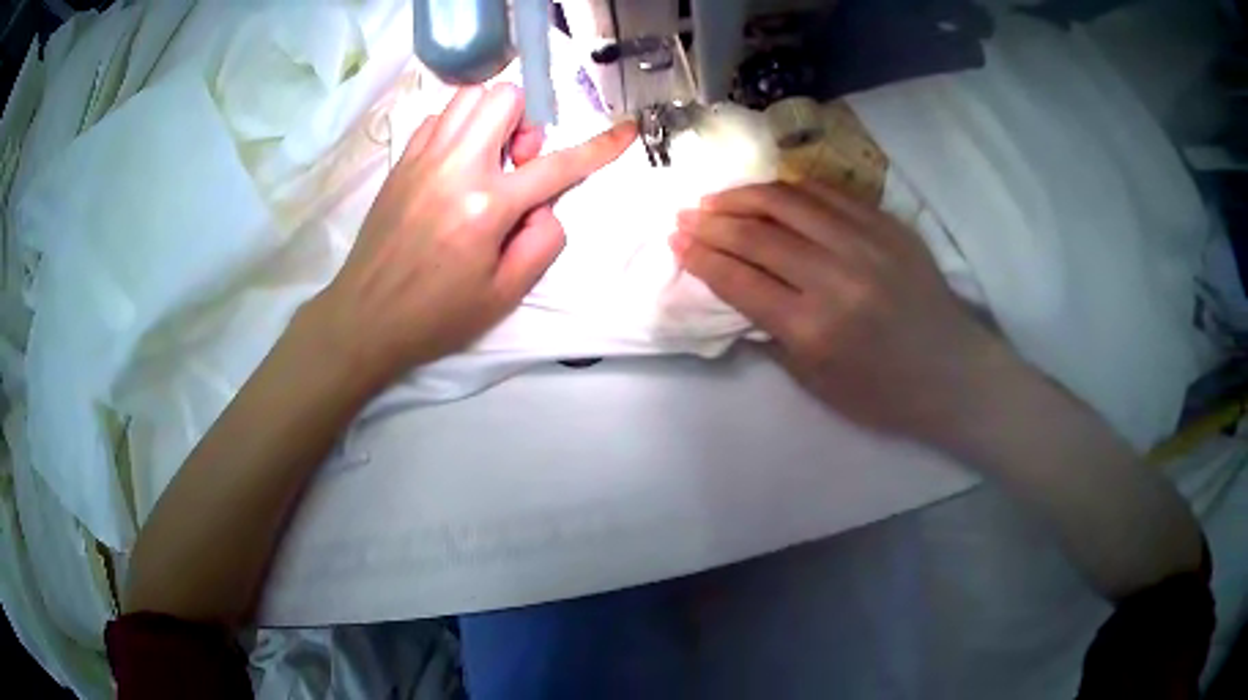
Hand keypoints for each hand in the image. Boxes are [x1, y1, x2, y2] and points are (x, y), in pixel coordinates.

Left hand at [315, 84, 635, 389]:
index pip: (557, 165)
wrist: (365, 317)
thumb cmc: (436, 315)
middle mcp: (455, 166)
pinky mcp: (402, 162)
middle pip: (503, 97)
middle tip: (518, 161)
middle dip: (525, 120)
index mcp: (486, 205)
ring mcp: (423, 158)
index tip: (625, 130)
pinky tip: (455, 165)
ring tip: (488, 158)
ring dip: (490, 118)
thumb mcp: (505, 295)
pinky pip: (439, 118)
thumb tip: (545, 206)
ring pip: (468, 97)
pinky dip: (458, 129)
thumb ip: (542, 243)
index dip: (600, 146)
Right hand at [672, 180, 1013, 441]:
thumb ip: (771, 332)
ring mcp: (866, 243)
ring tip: (719, 197)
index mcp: (813, 328)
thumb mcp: (815, 382)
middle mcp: (836, 277)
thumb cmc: (882, 394)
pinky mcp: (887, 225)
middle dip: (712, 222)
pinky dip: (792, 190)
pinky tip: (772, 193)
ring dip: (745, 196)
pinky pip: (829, 194)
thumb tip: (736, 289)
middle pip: (757, 234)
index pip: (739, 279)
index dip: (701, 256)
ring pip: (790, 202)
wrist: (953, 374)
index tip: (676, 241)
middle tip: (686, 214)